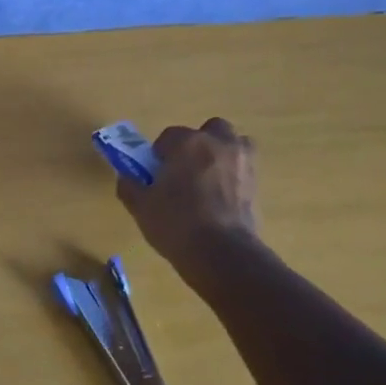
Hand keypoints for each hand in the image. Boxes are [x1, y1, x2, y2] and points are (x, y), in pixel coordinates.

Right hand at [115, 118, 259, 270]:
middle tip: (185, 168)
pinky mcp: (258, 185)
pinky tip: (221, 198)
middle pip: (210, 130)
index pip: (169, 136)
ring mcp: (243, 163)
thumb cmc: (176, 223)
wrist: (222, 254)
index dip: (160, 154)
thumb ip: (130, 186)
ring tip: (209, 179)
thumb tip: (127, 178)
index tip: (156, 173)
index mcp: (187, 143)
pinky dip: (234, 176)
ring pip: (235, 144)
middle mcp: (218, 144)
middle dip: (199, 143)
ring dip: (223, 154)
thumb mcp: (141, 207)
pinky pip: (245, 170)